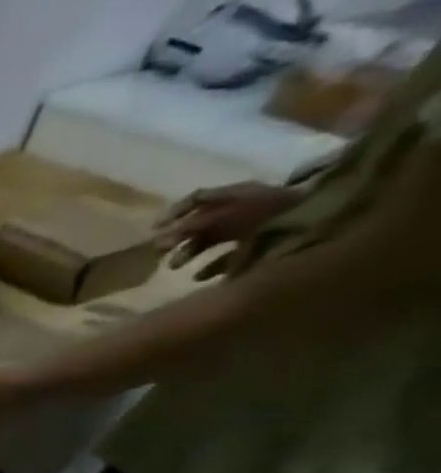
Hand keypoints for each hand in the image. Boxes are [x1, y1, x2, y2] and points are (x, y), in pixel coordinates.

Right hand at [154, 181, 299, 278]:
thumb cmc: (267, 217)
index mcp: (235, 196)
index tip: (153, 229)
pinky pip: (231, 256)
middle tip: (158, 253)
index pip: (197, 199)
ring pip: (212, 240)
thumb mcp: (225, 218)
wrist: (320, 225)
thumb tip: (159, 238)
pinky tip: (199, 277)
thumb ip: (191, 227)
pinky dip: (213, 266)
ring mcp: (252, 228)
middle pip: (201, 222)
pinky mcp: (261, 247)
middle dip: (178, 238)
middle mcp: (241, 209)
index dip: (173, 212)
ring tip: (176, 267)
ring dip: (190, 253)